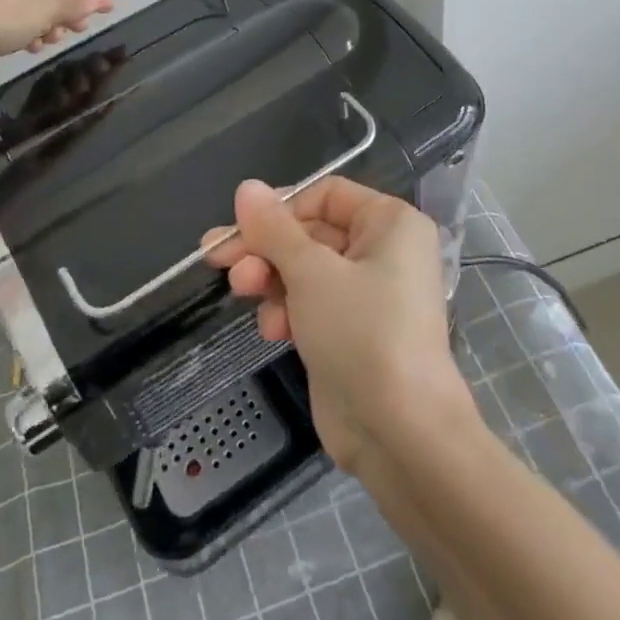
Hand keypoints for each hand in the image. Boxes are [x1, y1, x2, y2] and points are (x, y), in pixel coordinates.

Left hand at [0, 0, 112, 84]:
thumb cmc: (0, 12)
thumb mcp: (47, 8)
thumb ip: (79, 2)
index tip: (107, 9)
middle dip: (66, 7)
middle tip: (79, 28)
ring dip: (47, 20)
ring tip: (52, 39)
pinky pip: (11, 9)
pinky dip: (25, 25)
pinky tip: (31, 45)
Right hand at [202, 177, 473, 472]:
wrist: (399, 432)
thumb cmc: (361, 331)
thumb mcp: (310, 271)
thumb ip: (273, 227)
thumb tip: (246, 187)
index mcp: (389, 223)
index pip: (325, 195)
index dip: (280, 208)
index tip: (239, 227)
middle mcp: (383, 251)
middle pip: (309, 233)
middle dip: (265, 248)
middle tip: (220, 261)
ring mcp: (367, 295)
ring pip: (304, 270)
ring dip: (270, 280)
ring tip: (243, 293)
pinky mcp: (351, 332)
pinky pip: (310, 304)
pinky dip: (287, 311)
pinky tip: (273, 330)